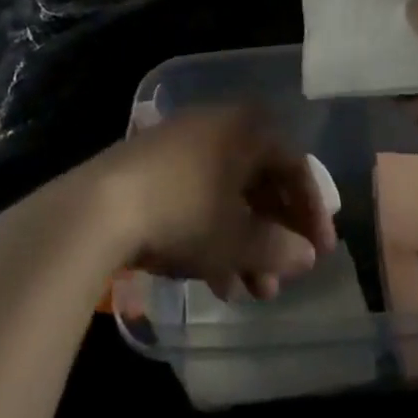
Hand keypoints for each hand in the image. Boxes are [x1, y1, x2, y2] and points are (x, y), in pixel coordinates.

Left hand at [81, 106, 336, 301]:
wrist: (96, 208)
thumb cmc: (183, 213)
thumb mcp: (236, 240)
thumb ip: (278, 248)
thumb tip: (306, 256)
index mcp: (247, 129)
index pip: (295, 166)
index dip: (312, 212)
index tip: (320, 254)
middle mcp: (219, 126)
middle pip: (260, 182)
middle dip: (273, 236)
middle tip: (280, 278)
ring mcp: (182, 143)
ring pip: (228, 193)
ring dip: (243, 243)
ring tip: (247, 292)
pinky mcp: (152, 165)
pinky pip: (198, 195)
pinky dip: (212, 232)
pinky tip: (212, 278)